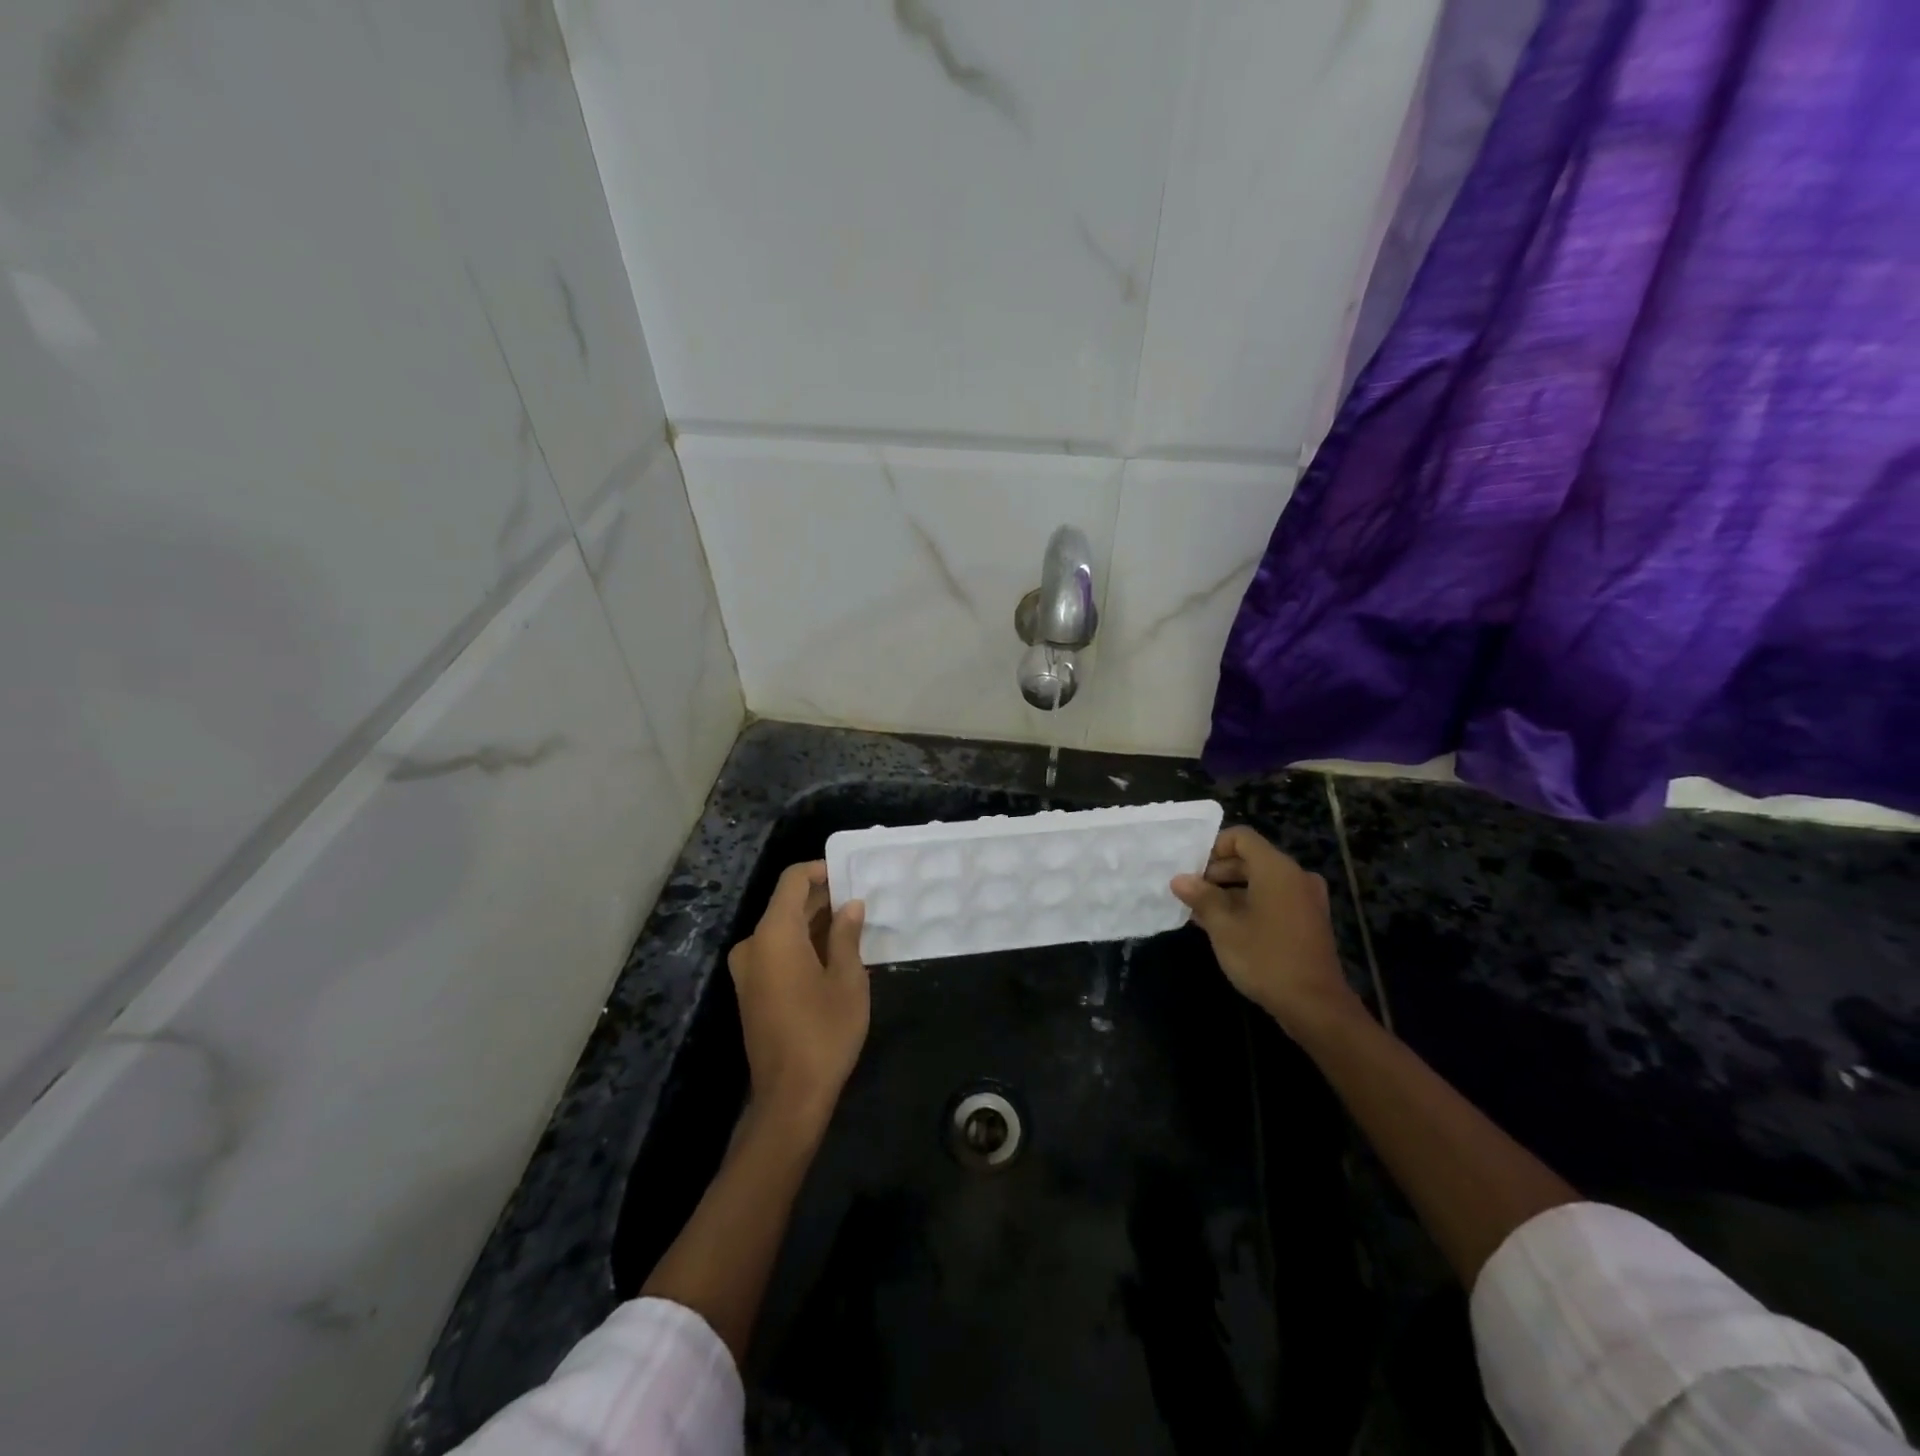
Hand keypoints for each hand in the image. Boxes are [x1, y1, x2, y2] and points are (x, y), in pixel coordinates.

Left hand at [728, 862, 868, 1131]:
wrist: (790, 1096)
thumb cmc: (824, 1032)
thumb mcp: (847, 979)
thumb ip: (846, 935)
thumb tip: (850, 905)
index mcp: (774, 934)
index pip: (793, 881)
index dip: (821, 870)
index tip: (851, 873)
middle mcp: (753, 944)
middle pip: (786, 904)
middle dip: (822, 898)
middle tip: (860, 899)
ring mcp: (747, 970)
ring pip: (781, 929)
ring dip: (813, 922)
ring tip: (853, 924)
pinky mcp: (750, 991)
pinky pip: (776, 951)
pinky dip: (801, 944)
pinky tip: (833, 952)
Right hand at [1171, 826, 1362, 1034]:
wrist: (1315, 1005)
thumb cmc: (1265, 958)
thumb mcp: (1224, 927)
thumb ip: (1201, 897)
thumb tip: (1179, 879)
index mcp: (1276, 869)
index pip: (1241, 838)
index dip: (1213, 847)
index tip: (1192, 870)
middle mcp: (1295, 876)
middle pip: (1251, 858)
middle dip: (1219, 871)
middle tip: (1192, 892)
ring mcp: (1306, 898)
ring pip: (1262, 880)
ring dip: (1232, 890)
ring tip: (1203, 911)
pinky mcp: (1309, 920)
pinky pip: (1275, 898)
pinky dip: (1251, 903)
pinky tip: (1227, 926)